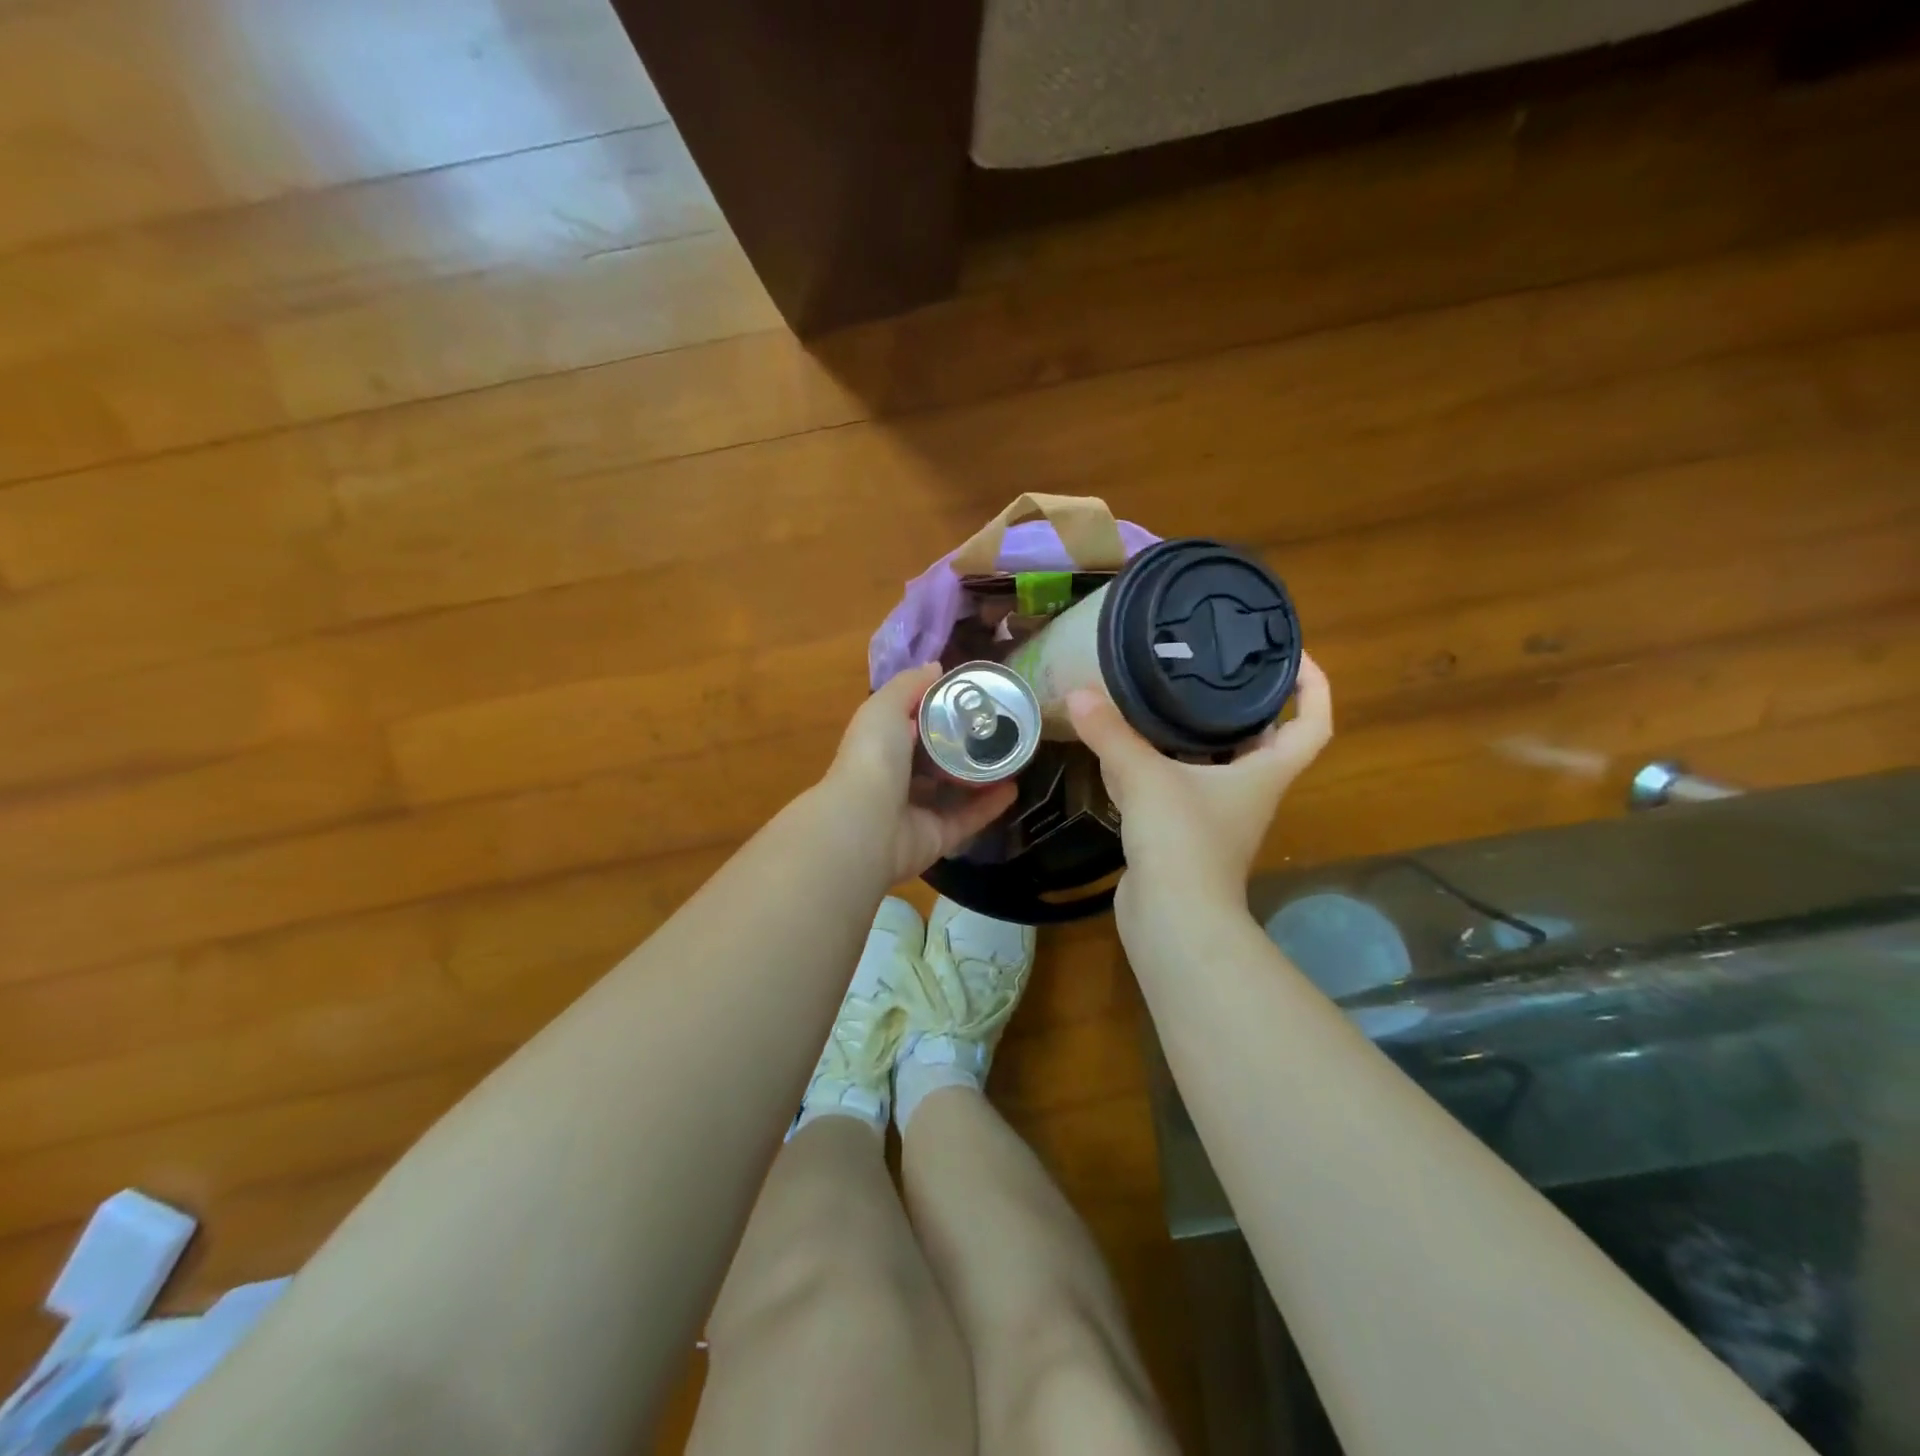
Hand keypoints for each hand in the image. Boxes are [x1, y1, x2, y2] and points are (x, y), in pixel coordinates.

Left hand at [825, 664, 1019, 882]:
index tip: (972, 696)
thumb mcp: (886, 706)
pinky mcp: (938, 837)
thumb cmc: (874, 756)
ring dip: (982, 775)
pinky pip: (969, 818)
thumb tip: (937, 666)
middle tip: (1001, 726)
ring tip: (1014, 755)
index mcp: (882, 746)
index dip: (938, 709)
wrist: (866, 823)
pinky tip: (1014, 788)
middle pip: (936, 758)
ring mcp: (918, 810)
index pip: (912, 724)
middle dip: (964, 744)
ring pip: (955, 791)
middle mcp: (898, 778)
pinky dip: (991, 805)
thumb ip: (910, 685)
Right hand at [1067, 653, 1332, 912]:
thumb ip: (1112, 734)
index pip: (1312, 723)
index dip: (1313, 686)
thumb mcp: (1145, 777)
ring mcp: (1218, 816)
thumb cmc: (1181, 841)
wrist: (1172, 919)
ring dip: (1195, 734)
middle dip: (1244, 702)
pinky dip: (1159, 766)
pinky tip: (1127, 749)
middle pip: (1262, 739)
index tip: (1292, 654)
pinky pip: (1179, 787)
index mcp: (1265, 772)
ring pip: (1216, 763)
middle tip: (1210, 666)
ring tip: (1164, 696)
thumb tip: (1078, 694)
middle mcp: (1249, 792)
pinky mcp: (1185, 834)